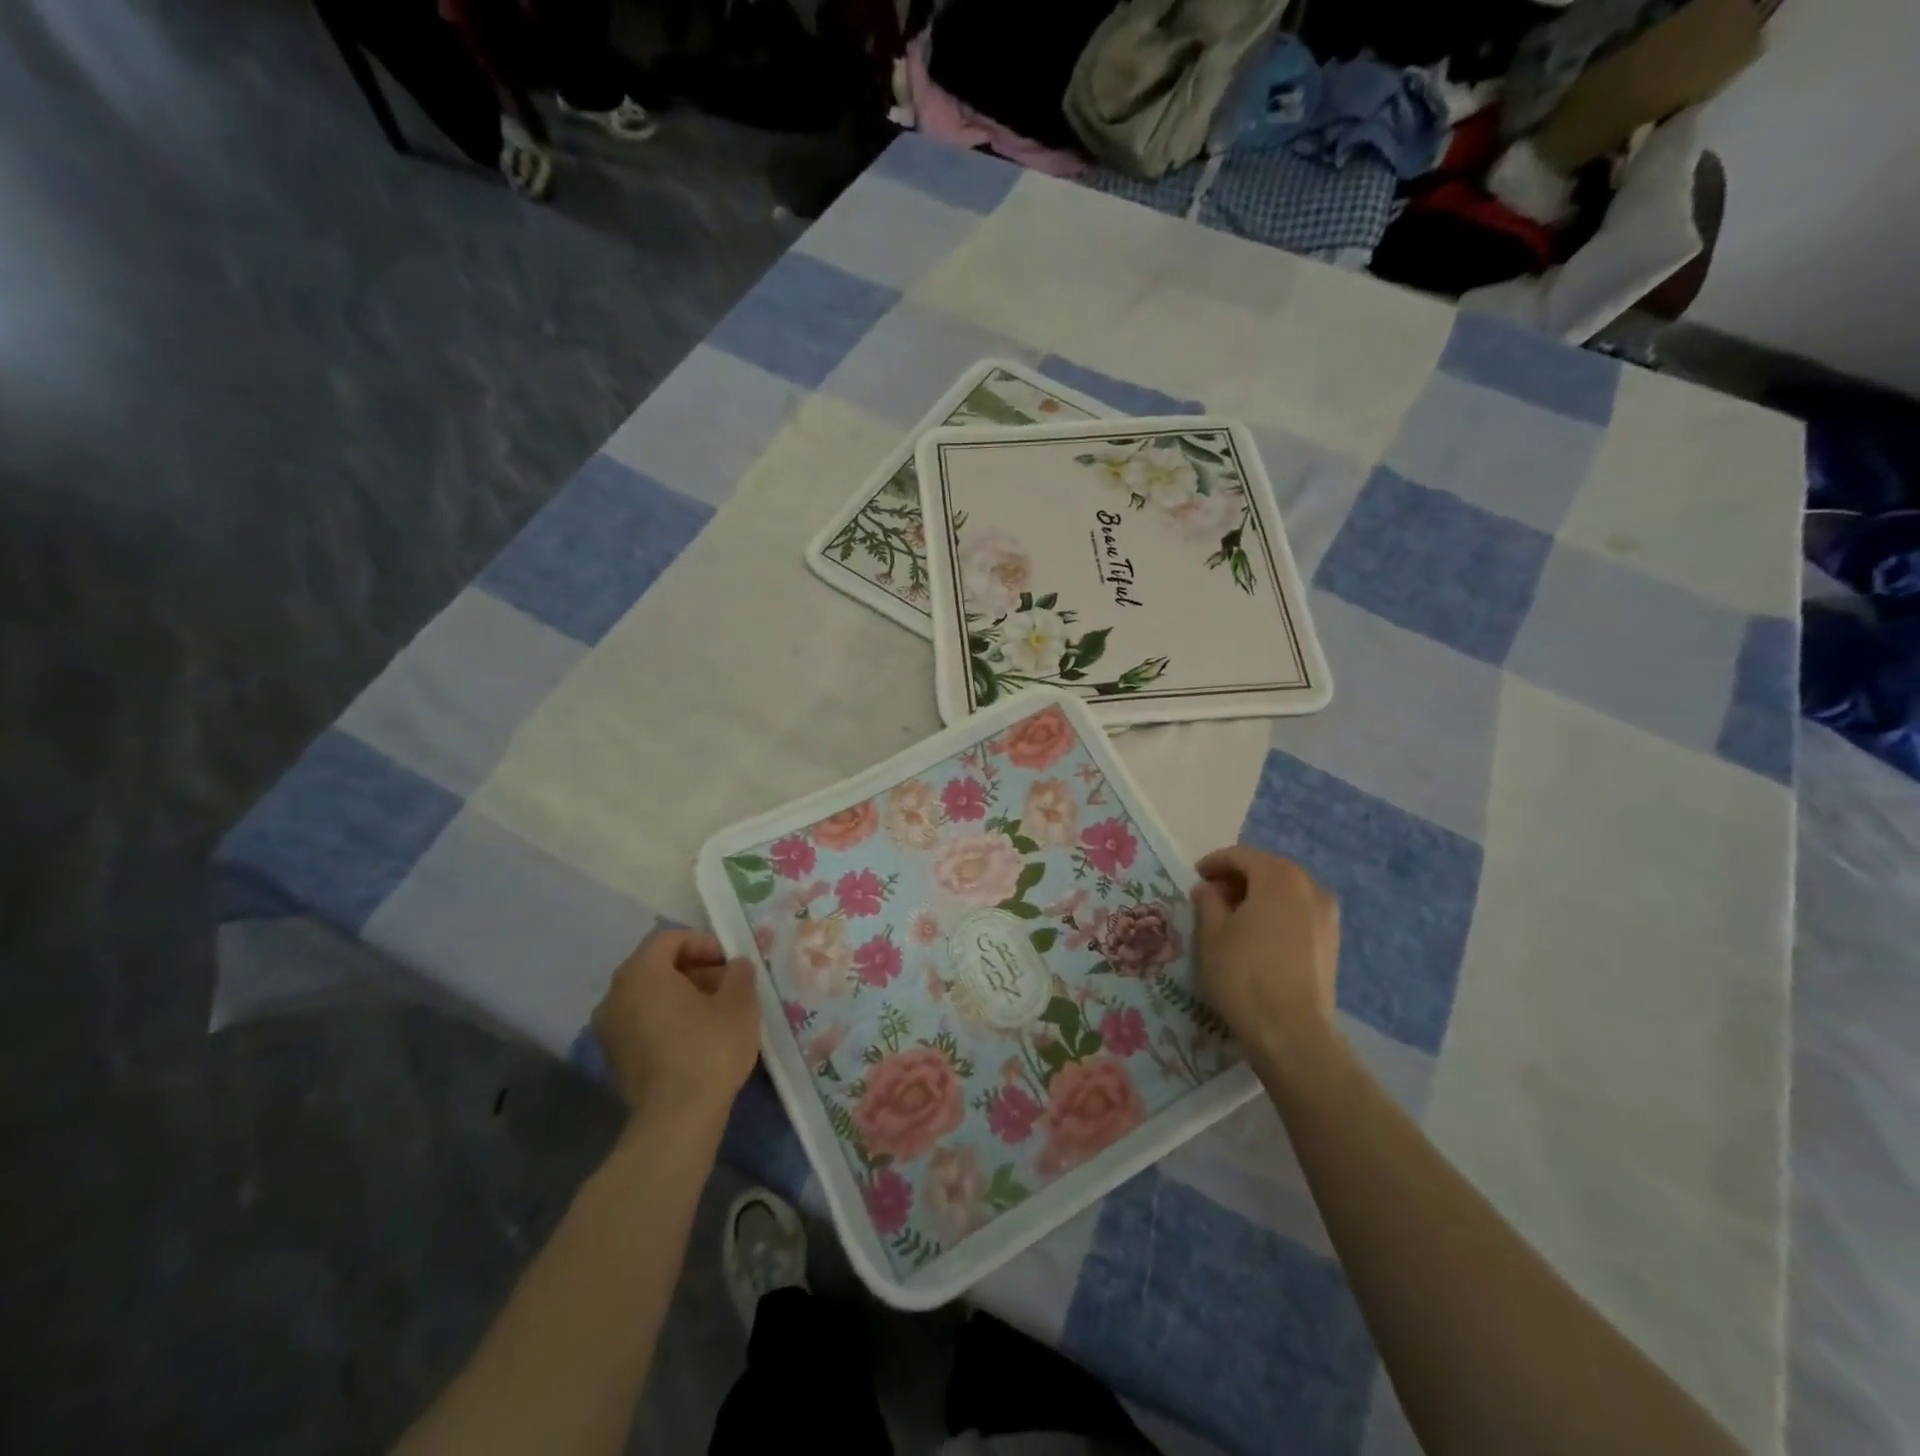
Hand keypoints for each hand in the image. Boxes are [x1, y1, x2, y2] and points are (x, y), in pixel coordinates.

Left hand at [592, 929, 759, 1125]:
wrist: (676, 1120)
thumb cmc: (709, 1049)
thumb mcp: (740, 1002)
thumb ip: (739, 972)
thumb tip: (735, 965)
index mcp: (641, 972)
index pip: (670, 938)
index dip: (704, 943)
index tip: (730, 963)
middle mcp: (615, 994)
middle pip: (657, 965)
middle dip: (695, 969)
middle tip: (727, 985)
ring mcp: (609, 1028)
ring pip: (649, 994)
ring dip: (682, 994)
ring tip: (716, 1012)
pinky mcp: (613, 1056)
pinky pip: (641, 1020)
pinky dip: (667, 1018)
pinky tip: (696, 1037)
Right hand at [1191, 846, 1340, 1060]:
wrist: (1291, 1033)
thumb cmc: (1243, 975)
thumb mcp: (1210, 934)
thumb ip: (1207, 901)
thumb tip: (1209, 888)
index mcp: (1278, 877)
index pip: (1242, 856)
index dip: (1215, 863)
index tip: (1195, 877)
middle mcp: (1309, 887)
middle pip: (1268, 869)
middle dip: (1239, 877)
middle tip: (1212, 895)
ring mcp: (1327, 915)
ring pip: (1287, 891)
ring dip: (1260, 895)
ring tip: (1234, 916)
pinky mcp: (1332, 941)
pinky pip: (1299, 912)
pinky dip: (1278, 913)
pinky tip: (1259, 935)